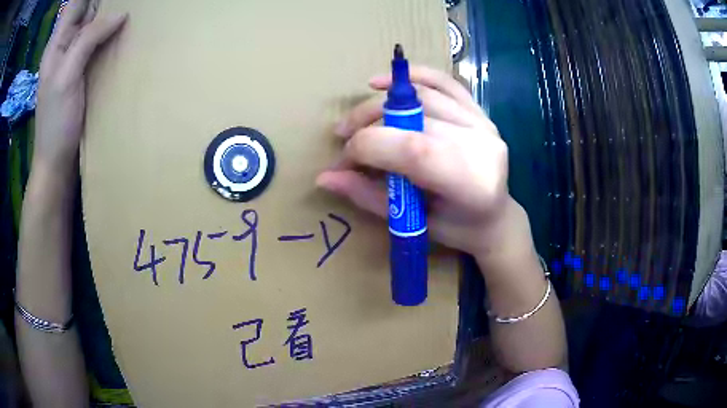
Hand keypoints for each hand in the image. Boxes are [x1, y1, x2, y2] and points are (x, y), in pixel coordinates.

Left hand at [35, 0, 126, 175]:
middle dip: (108, 0)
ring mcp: (76, 55)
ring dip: (113, 13)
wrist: (58, 162)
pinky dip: (113, 32)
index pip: (77, 1)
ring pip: (96, 21)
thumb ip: (86, 40)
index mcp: (58, 41)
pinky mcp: (86, 67)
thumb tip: (120, 13)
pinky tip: (126, 30)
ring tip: (135, 8)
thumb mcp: (65, 78)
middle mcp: (67, 42)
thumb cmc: (55, 124)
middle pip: (89, 6)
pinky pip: (101, 40)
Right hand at [317, 66, 514, 257]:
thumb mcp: (411, 222)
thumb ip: (368, 196)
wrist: (495, 218)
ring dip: (381, 102)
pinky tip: (385, 82)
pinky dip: (414, 76)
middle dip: (368, 125)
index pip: (413, 148)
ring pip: (424, 96)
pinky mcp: (479, 112)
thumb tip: (324, 178)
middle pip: (415, 116)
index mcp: (470, 182)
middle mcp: (481, 145)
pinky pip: (445, 82)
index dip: (369, 146)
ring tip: (357, 118)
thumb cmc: (457, 229)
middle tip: (344, 138)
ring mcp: (483, 124)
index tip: (344, 159)